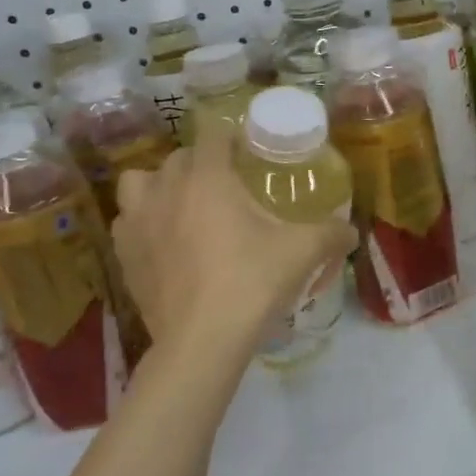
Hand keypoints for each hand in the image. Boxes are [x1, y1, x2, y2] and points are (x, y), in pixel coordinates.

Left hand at [112, 123, 356, 377]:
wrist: (203, 340)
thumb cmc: (253, 282)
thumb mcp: (303, 252)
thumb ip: (332, 234)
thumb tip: (352, 231)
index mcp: (208, 178)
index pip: (213, 135)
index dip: (231, 137)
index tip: (248, 152)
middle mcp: (166, 190)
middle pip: (178, 157)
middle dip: (201, 162)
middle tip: (227, 184)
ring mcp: (138, 222)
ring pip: (138, 182)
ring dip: (159, 185)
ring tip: (183, 205)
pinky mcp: (124, 255)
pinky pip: (128, 221)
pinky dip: (143, 221)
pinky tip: (164, 240)